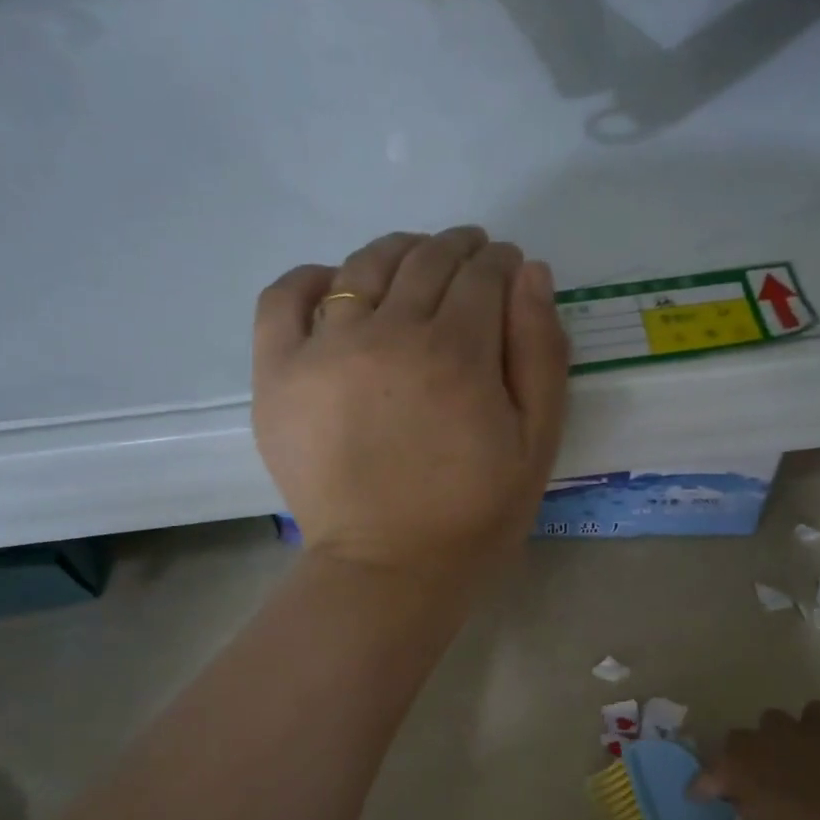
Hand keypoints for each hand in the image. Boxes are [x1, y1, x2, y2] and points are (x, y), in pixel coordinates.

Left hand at [253, 227, 569, 582]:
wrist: (389, 569)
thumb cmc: (474, 515)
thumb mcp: (536, 443)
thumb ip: (540, 354)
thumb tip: (531, 274)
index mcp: (457, 353)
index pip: (482, 274)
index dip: (501, 263)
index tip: (508, 268)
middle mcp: (388, 334)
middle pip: (426, 261)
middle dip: (459, 250)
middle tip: (472, 259)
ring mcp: (324, 349)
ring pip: (362, 267)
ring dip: (399, 252)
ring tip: (415, 264)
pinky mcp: (278, 374)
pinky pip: (283, 297)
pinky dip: (311, 277)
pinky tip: (334, 285)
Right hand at [694, 702, 819, 819]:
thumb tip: (743, 815)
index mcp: (734, 770)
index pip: (705, 778)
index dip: (701, 789)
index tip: (699, 798)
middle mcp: (755, 742)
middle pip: (734, 741)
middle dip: (738, 758)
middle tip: (749, 780)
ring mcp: (790, 729)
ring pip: (770, 721)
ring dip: (771, 737)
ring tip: (783, 756)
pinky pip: (811, 714)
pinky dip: (810, 725)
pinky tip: (814, 741)